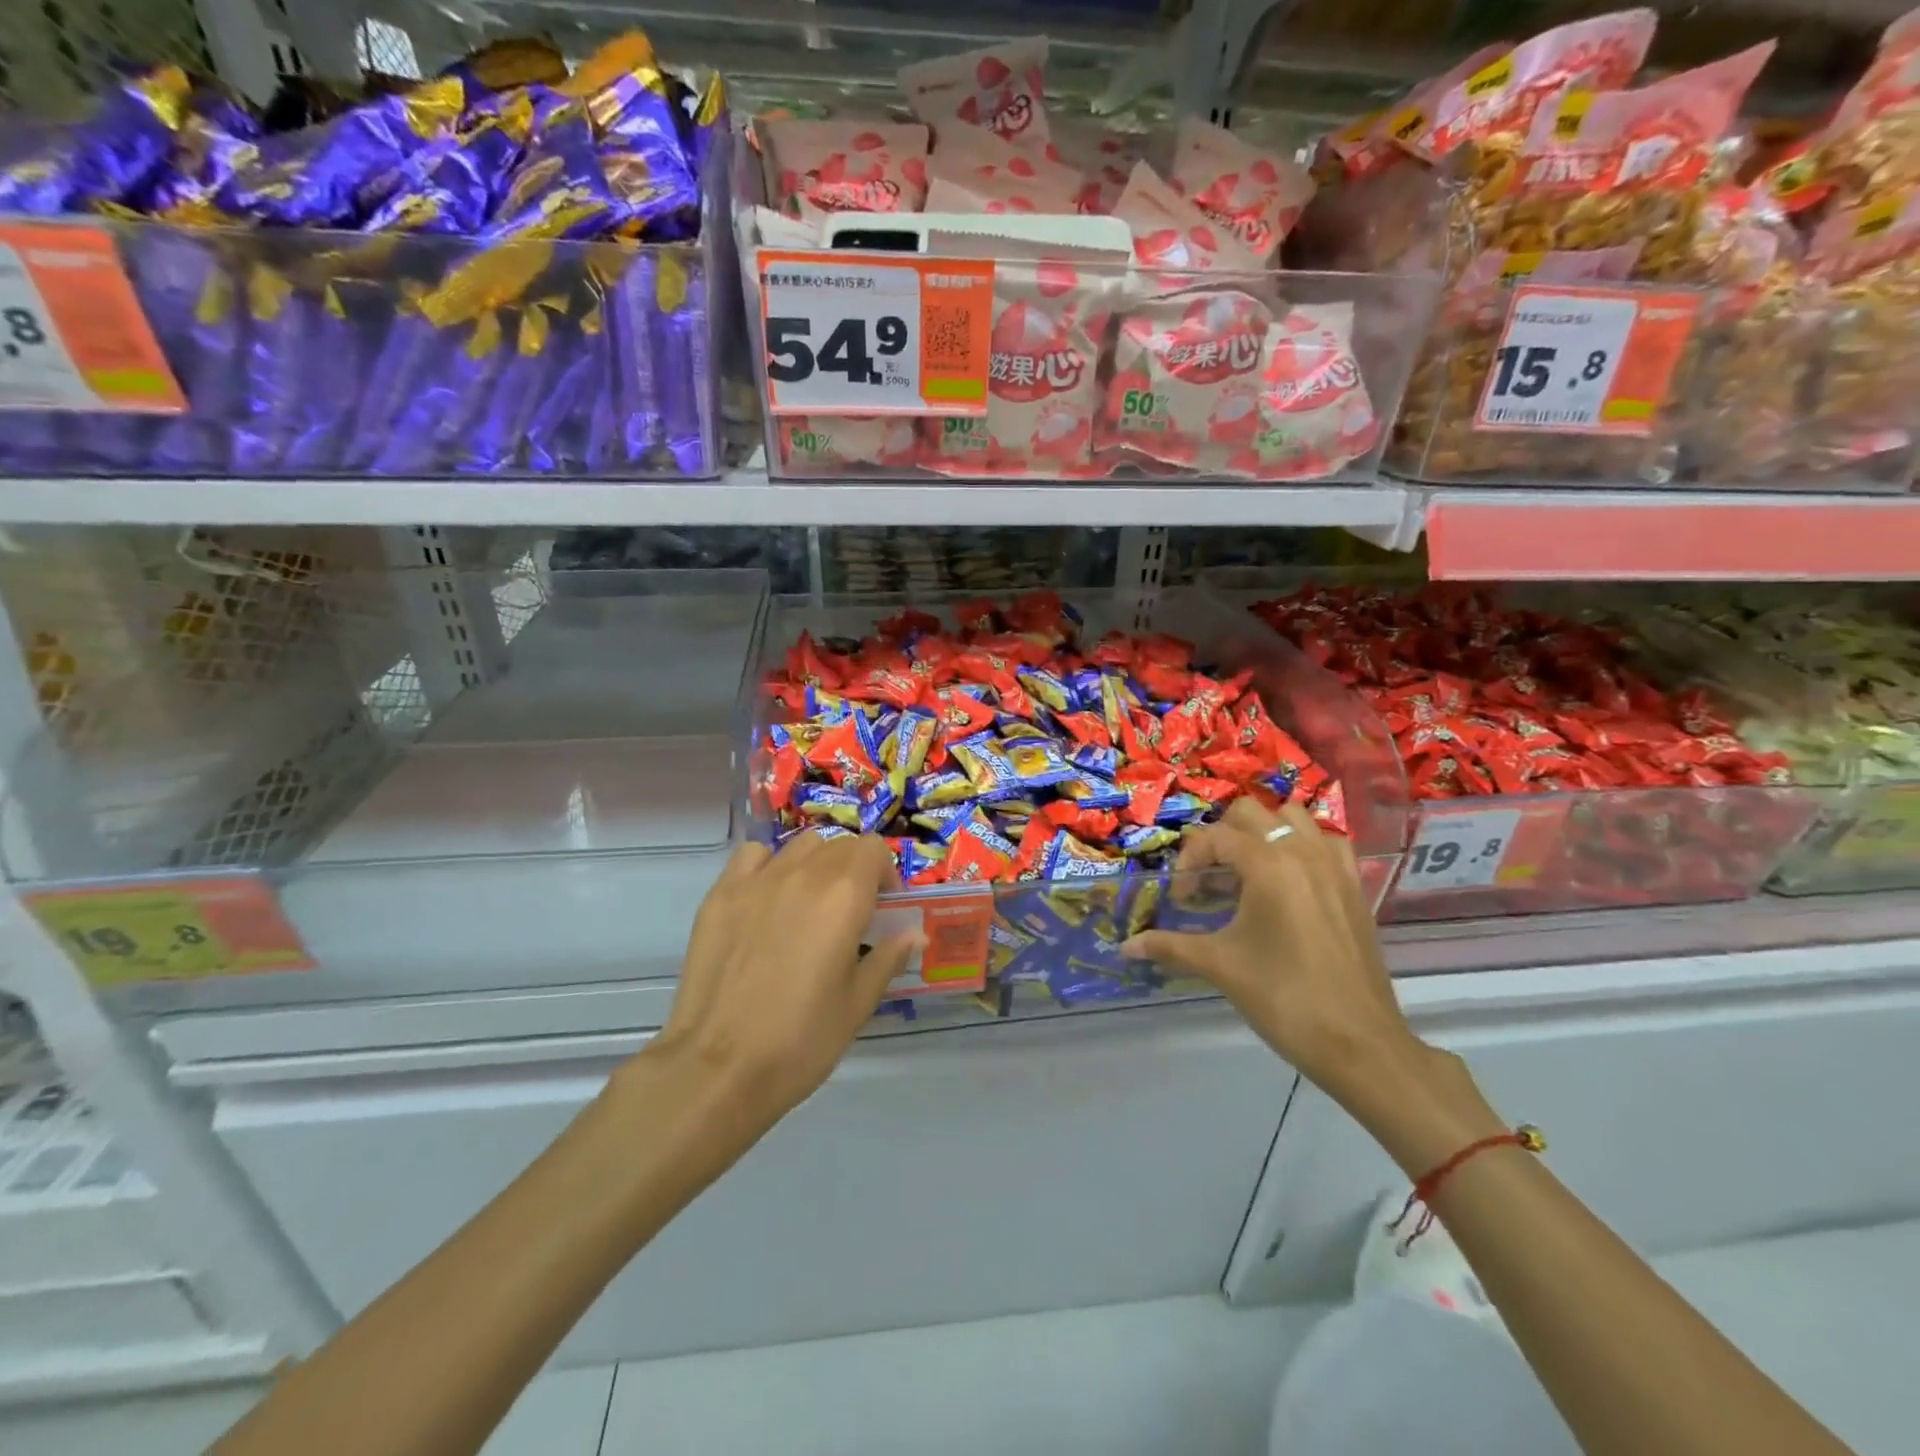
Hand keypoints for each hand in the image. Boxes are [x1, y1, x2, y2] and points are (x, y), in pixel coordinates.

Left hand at [648, 832, 921, 1130]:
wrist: (717, 1068)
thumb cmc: (800, 1041)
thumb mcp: (857, 1005)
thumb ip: (888, 958)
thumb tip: (914, 935)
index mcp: (844, 896)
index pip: (874, 849)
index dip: (886, 873)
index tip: (884, 909)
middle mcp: (803, 874)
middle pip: (840, 844)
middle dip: (855, 870)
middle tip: (851, 914)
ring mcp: (757, 880)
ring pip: (800, 846)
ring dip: (816, 864)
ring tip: (810, 904)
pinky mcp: (720, 895)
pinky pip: (753, 856)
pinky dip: (769, 866)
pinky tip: (768, 900)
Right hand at [1122, 797, 1424, 1107]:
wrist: (1359, 1044)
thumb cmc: (1283, 998)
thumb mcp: (1220, 966)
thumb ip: (1169, 946)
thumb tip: (1126, 947)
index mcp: (1269, 865)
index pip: (1216, 837)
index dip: (1189, 861)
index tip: (1182, 899)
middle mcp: (1304, 853)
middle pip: (1252, 813)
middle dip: (1222, 838)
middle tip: (1209, 879)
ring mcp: (1335, 867)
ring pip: (1294, 819)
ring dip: (1264, 835)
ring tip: (1247, 873)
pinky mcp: (1354, 888)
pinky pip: (1326, 844)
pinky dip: (1303, 849)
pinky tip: (1288, 884)